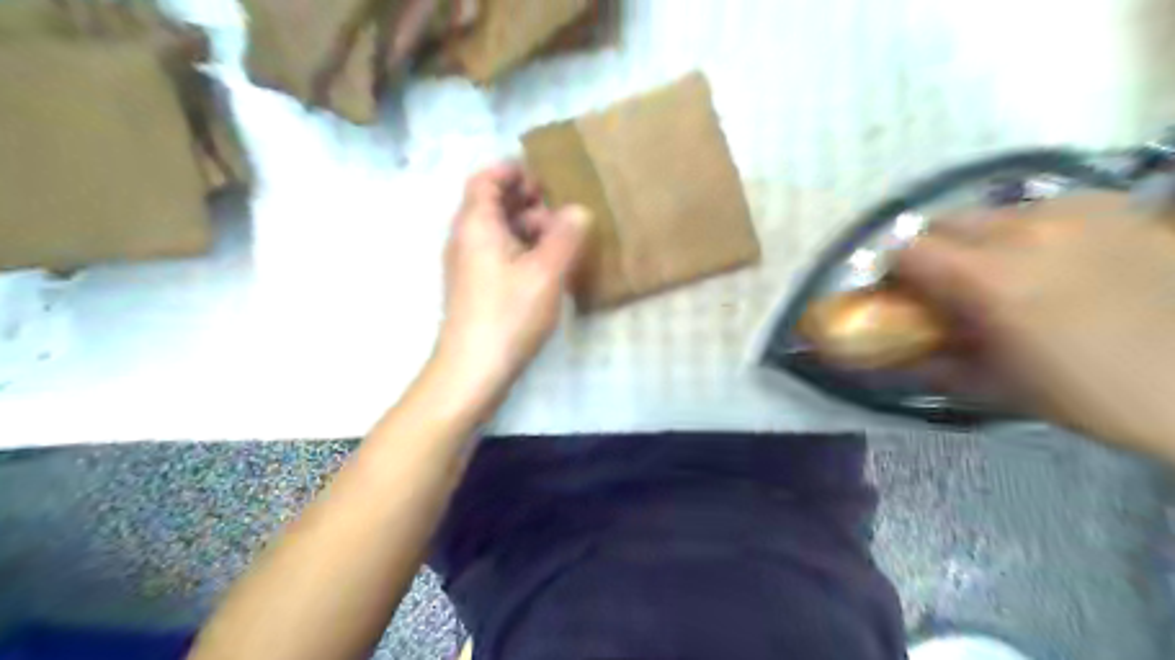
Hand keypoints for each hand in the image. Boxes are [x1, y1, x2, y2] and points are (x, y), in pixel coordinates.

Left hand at [430, 163, 591, 403]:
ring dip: (527, 228)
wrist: (473, 370)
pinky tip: (546, 267)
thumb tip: (577, 211)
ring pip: (497, 231)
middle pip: (491, 203)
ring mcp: (468, 265)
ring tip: (560, 240)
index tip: (546, 180)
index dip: (514, 172)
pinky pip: (497, 254)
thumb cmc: (508, 314)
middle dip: (526, 201)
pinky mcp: (475, 288)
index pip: (486, 179)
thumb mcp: (546, 272)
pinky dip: (521, 250)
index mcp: (476, 224)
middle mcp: (466, 239)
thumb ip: (565, 236)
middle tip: (561, 212)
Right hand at [902, 191, 1174, 457]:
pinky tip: (1055, 261)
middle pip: (943, 223)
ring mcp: (1072, 211)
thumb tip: (890, 355)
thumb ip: (931, 364)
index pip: (907, 251)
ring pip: (991, 213)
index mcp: (988, 278)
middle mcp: (1024, 230)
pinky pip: (1041, 208)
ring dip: (980, 241)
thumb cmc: (1091, 393)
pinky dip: (1029, 230)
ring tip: (1008, 275)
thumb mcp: (994, 387)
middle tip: (950, 287)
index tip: (905, 296)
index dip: (896, 273)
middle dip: (934, 253)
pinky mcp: (1112, 205)